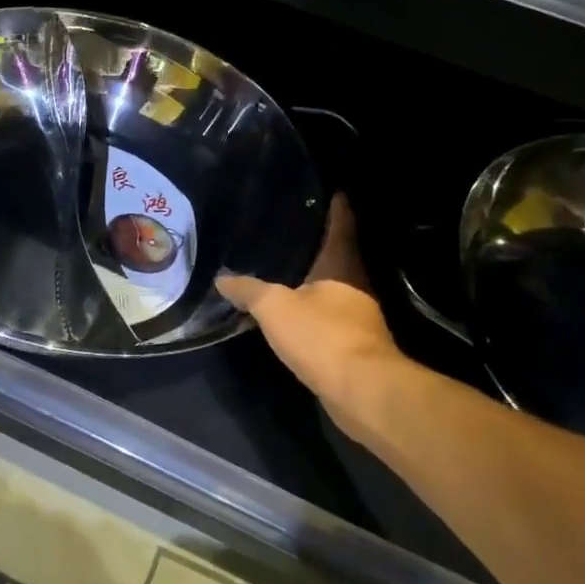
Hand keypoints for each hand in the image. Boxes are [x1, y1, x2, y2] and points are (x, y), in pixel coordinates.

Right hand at [217, 196, 404, 444]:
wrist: (362, 392)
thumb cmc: (322, 336)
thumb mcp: (274, 307)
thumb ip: (248, 290)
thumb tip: (222, 278)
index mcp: (341, 269)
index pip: (341, 230)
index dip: (338, 210)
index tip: (336, 191)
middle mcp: (355, 289)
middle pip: (338, 262)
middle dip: (321, 250)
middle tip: (295, 236)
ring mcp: (359, 321)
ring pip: (333, 295)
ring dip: (314, 287)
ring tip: (287, 277)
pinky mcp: (354, 350)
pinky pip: (328, 324)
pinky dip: (312, 318)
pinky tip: (294, 321)